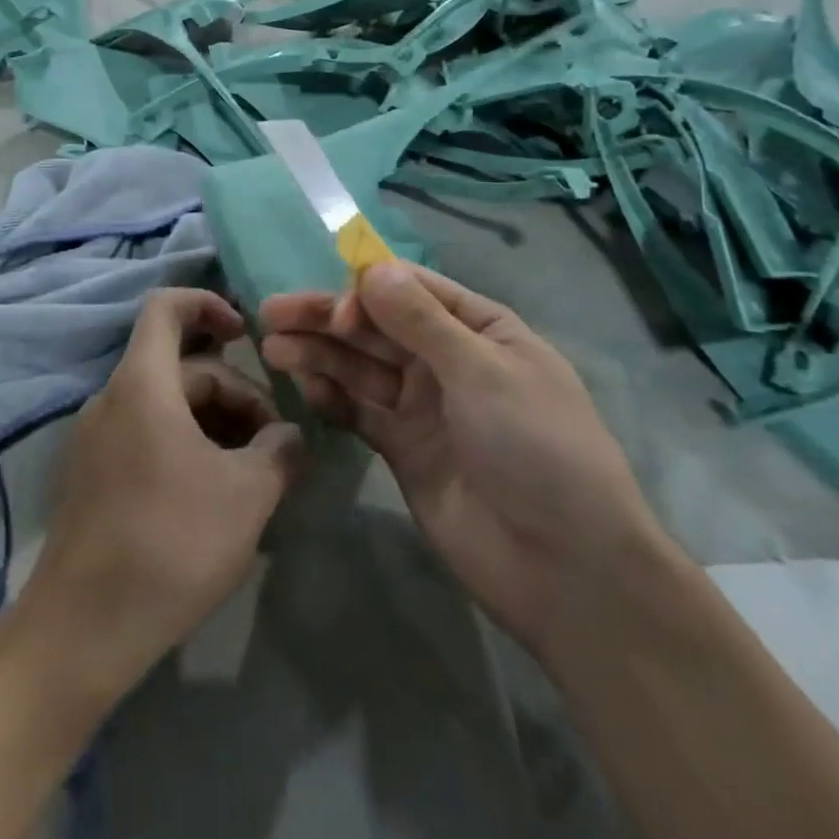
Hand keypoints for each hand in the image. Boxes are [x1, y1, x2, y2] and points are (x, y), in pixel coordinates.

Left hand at [20, 289, 304, 701]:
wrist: (82, 631)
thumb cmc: (170, 544)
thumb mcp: (246, 496)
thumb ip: (278, 452)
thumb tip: (289, 437)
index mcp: (142, 383)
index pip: (166, 307)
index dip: (207, 303)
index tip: (246, 334)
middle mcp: (112, 399)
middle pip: (180, 367)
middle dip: (234, 393)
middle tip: (273, 445)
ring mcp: (96, 439)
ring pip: (166, 405)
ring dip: (213, 424)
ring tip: (253, 474)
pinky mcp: (91, 476)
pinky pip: (145, 436)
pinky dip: (185, 446)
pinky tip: (214, 496)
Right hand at [260, 262, 668, 658]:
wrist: (566, 570)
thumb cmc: (538, 449)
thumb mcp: (483, 372)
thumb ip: (421, 322)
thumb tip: (372, 268)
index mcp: (480, 330)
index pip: (412, 290)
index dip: (368, 291)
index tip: (337, 312)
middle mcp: (448, 361)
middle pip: (378, 327)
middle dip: (328, 318)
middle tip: (272, 313)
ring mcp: (424, 407)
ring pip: (362, 367)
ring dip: (320, 354)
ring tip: (272, 348)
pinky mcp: (404, 449)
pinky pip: (361, 412)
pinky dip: (333, 398)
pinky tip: (304, 387)